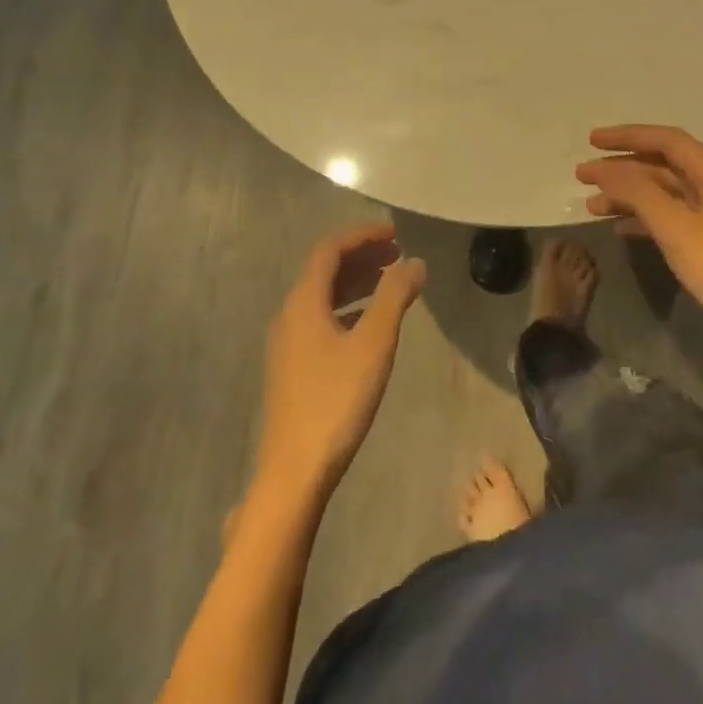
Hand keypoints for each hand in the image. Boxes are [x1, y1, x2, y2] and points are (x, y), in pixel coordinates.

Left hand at [254, 223, 426, 505]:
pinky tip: (368, 324)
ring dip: (355, 282)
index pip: (329, 249)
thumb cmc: (336, 400)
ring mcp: (287, 342)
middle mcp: (289, 314)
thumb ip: (395, 297)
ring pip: (322, 296)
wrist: (295, 470)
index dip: (362, 235)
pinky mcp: (292, 366)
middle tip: (398, 254)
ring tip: (390, 282)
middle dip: (361, 256)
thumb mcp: (374, 343)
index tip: (395, 234)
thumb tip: (415, 262)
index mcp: (303, 302)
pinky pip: (320, 318)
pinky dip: (347, 307)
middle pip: (324, 270)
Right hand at [576, 125, 702, 354]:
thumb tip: (605, 169)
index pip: (666, 140)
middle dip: (621, 168)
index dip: (627, 137)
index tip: (591, 141)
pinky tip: (620, 230)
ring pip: (664, 193)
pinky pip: (672, 218)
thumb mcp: (677, 228)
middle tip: (582, 176)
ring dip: (628, 196)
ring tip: (591, 207)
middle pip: (663, 165)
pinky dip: (644, 219)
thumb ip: (638, 193)